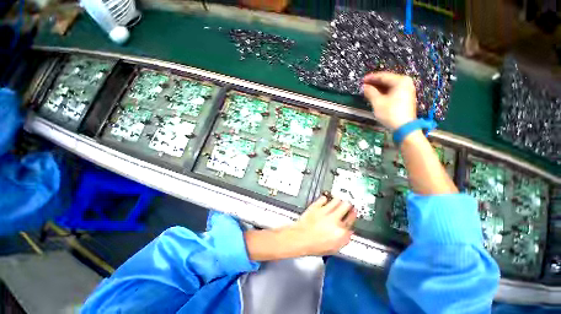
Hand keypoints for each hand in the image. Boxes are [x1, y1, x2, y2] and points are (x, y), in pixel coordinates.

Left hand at [289, 196, 355, 255]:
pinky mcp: (316, 206)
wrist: (300, 238)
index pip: (351, 219)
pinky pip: (324, 198)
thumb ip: (344, 238)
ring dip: (338, 201)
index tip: (353, 212)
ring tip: (336, 202)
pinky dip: (325, 199)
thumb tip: (348, 232)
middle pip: (346, 205)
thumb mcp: (334, 248)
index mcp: (341, 231)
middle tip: (346, 205)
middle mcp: (335, 219)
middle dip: (347, 205)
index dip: (353, 214)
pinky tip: (324, 201)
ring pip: (337, 200)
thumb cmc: (315, 245)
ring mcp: (325, 211)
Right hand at [362, 72, 416, 130]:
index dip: (371, 78)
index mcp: (400, 81)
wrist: (404, 127)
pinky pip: (392, 91)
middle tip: (364, 85)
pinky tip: (376, 95)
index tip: (362, 80)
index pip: (383, 76)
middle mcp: (406, 83)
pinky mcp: (405, 97)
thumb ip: (370, 92)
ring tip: (368, 90)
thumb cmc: (390, 113)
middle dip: (375, 83)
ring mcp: (407, 90)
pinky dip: (383, 92)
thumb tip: (364, 87)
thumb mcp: (378, 102)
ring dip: (378, 88)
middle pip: (387, 80)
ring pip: (389, 86)